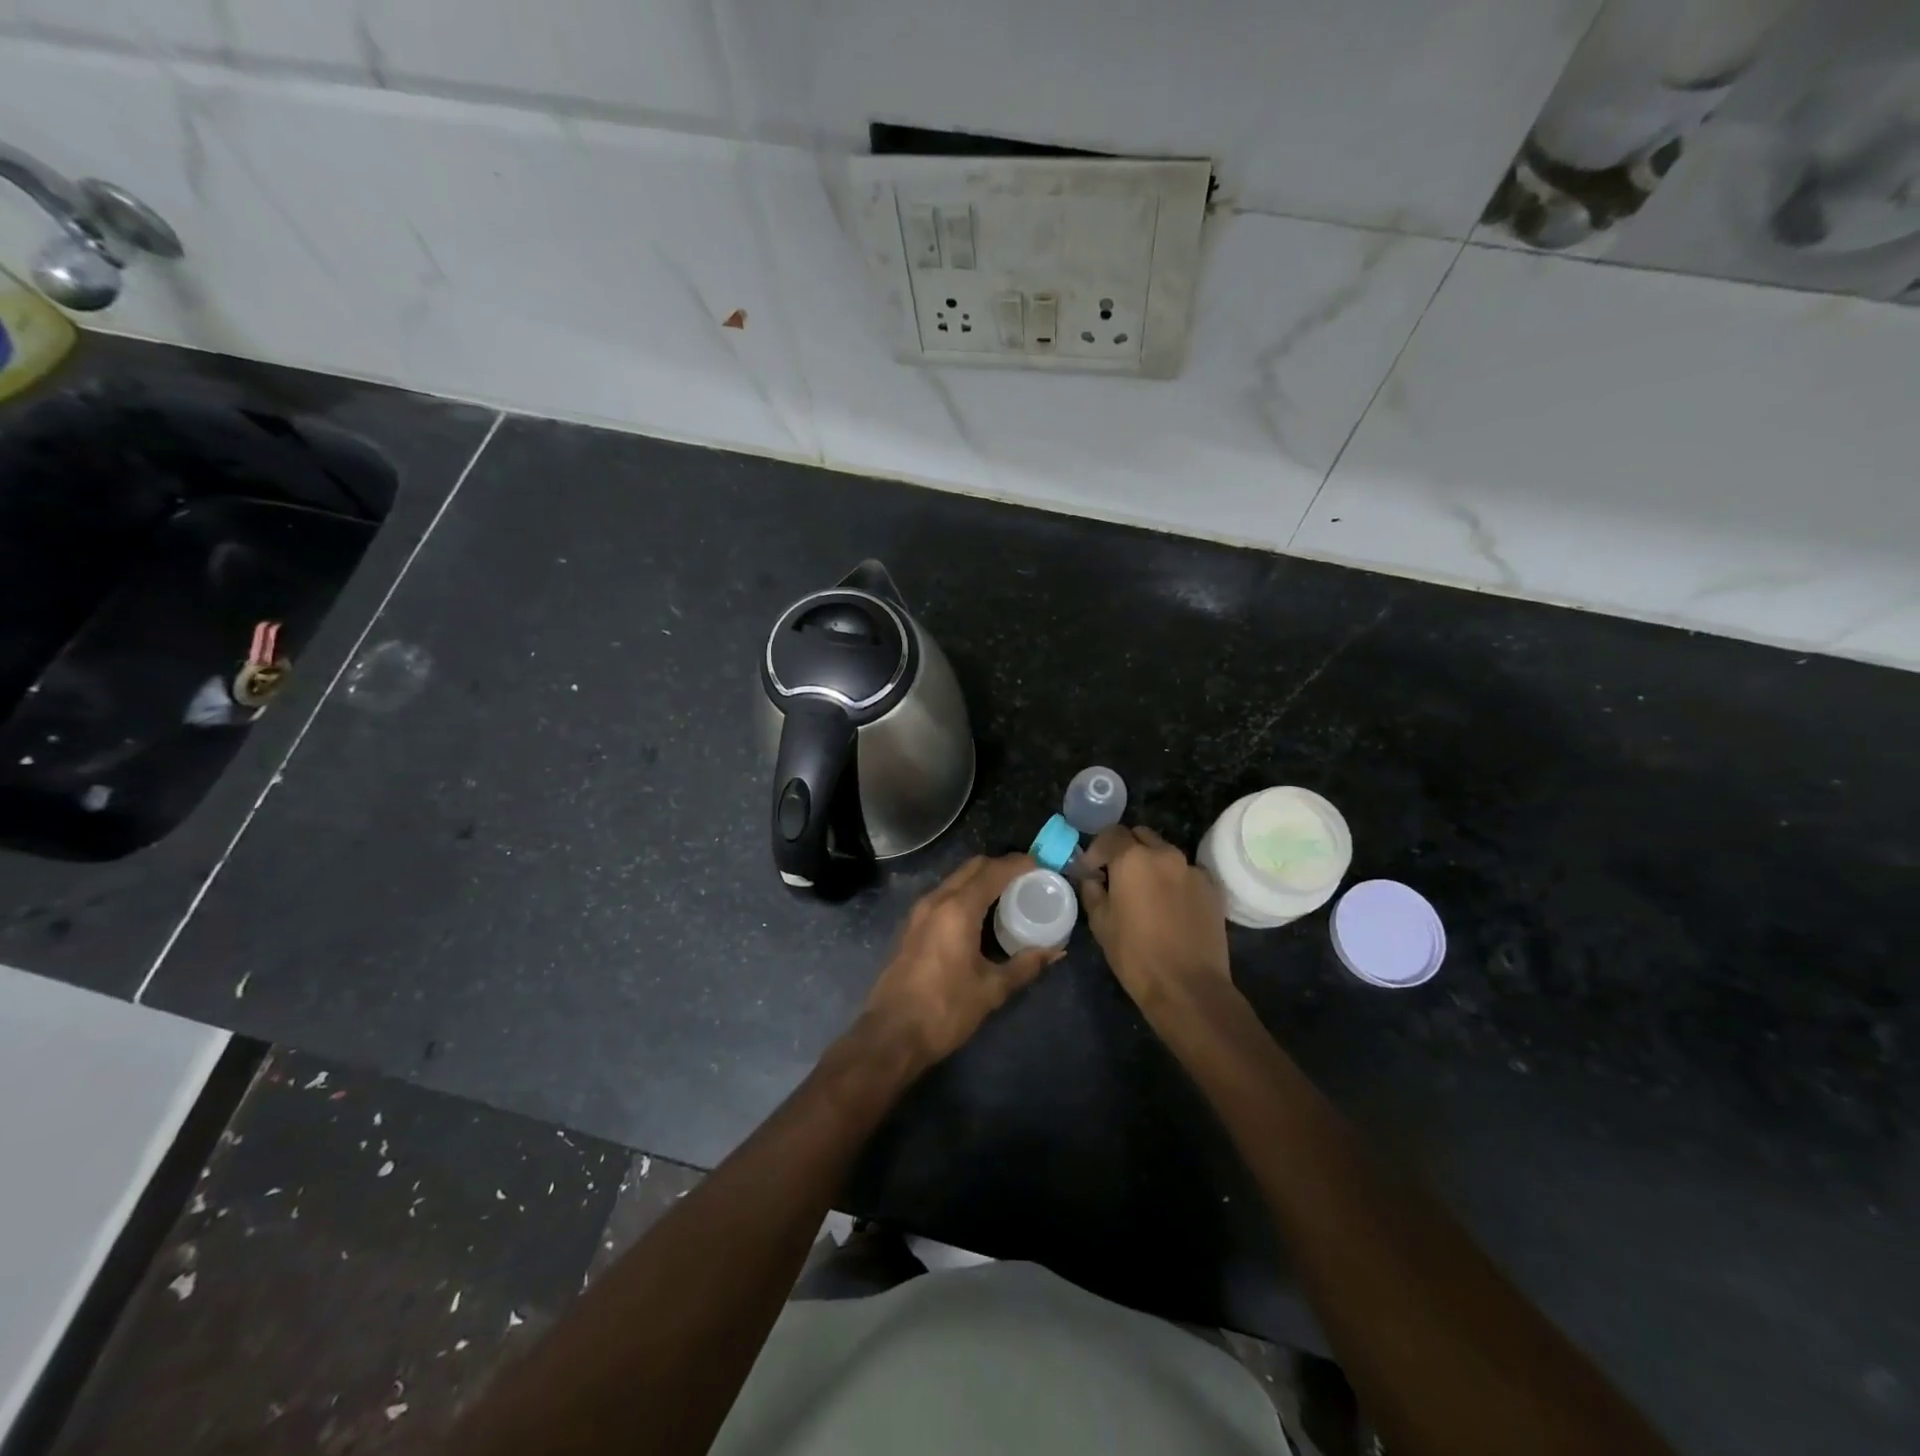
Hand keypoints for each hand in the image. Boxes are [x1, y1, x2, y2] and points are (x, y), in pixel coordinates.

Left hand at [861, 854, 1060, 1067]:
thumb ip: (1025, 965)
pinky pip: (944, 895)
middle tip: (1028, 879)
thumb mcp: (991, 989)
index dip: (1020, 864)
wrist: (891, 1035)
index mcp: (958, 909)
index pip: (993, 871)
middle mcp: (936, 900)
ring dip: (982, 879)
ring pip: (955, 880)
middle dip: (1001, 867)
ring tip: (1009, 895)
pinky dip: (966, 894)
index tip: (1043, 866)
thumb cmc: (944, 1010)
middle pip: (973, 868)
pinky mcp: (912, 926)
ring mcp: (919, 912)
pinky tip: (980, 915)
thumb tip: (1055, 951)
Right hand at [1079, 826, 1230, 1010]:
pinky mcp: (1212, 888)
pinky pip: (1187, 873)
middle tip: (1116, 876)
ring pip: (1165, 853)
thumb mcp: (1101, 924)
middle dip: (1126, 849)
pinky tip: (1170, 906)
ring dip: (1151, 864)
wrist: (1189, 987)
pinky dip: (1174, 880)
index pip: (1111, 834)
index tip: (1091, 870)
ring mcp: (1193, 870)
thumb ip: (1093, 892)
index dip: (1097, 849)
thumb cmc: (1135, 955)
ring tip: (1145, 893)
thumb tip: (1092, 878)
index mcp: (1133, 859)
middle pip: (1141, 836)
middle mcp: (1165, 855)